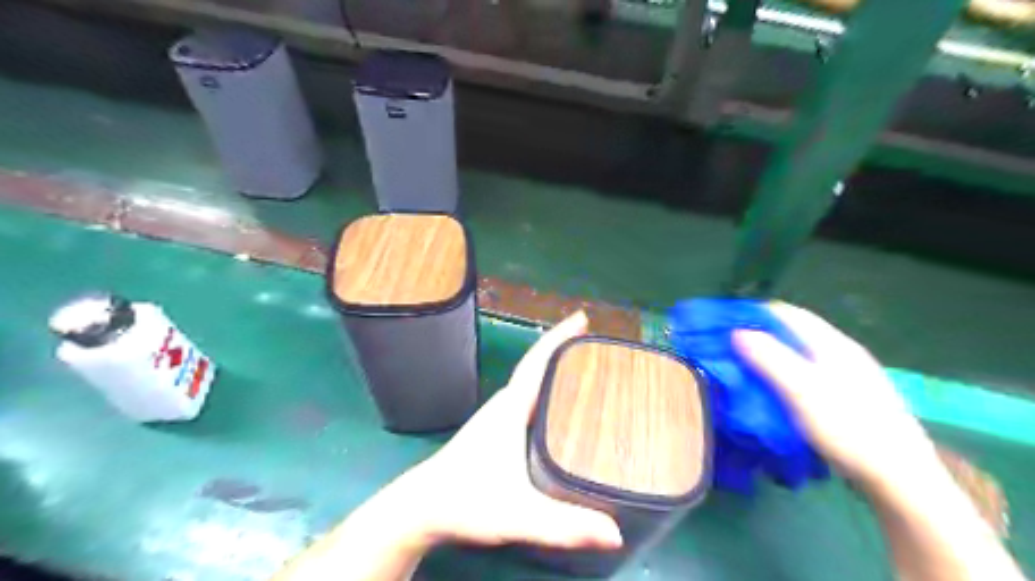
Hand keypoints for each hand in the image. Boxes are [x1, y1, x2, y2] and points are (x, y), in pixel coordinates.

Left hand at [397, 316, 620, 551]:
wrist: (420, 509)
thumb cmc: (465, 500)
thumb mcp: (517, 514)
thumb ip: (563, 525)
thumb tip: (616, 533)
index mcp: (510, 409)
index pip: (536, 362)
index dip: (558, 338)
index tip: (581, 318)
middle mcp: (504, 406)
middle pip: (537, 369)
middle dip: (564, 352)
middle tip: (599, 350)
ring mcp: (497, 419)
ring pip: (531, 386)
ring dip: (555, 373)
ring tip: (587, 375)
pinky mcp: (494, 433)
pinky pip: (527, 402)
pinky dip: (546, 394)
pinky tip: (560, 412)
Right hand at [732, 304, 944, 488]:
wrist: (900, 478)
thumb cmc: (849, 429)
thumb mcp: (803, 391)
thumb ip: (770, 358)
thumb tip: (736, 331)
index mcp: (831, 343)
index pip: (785, 312)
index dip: (752, 314)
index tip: (722, 326)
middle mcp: (840, 351)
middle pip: (790, 331)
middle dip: (757, 335)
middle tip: (727, 350)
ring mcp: (846, 373)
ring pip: (797, 352)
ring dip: (769, 355)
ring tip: (742, 369)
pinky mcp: (846, 395)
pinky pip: (805, 372)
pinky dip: (782, 373)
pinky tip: (773, 390)